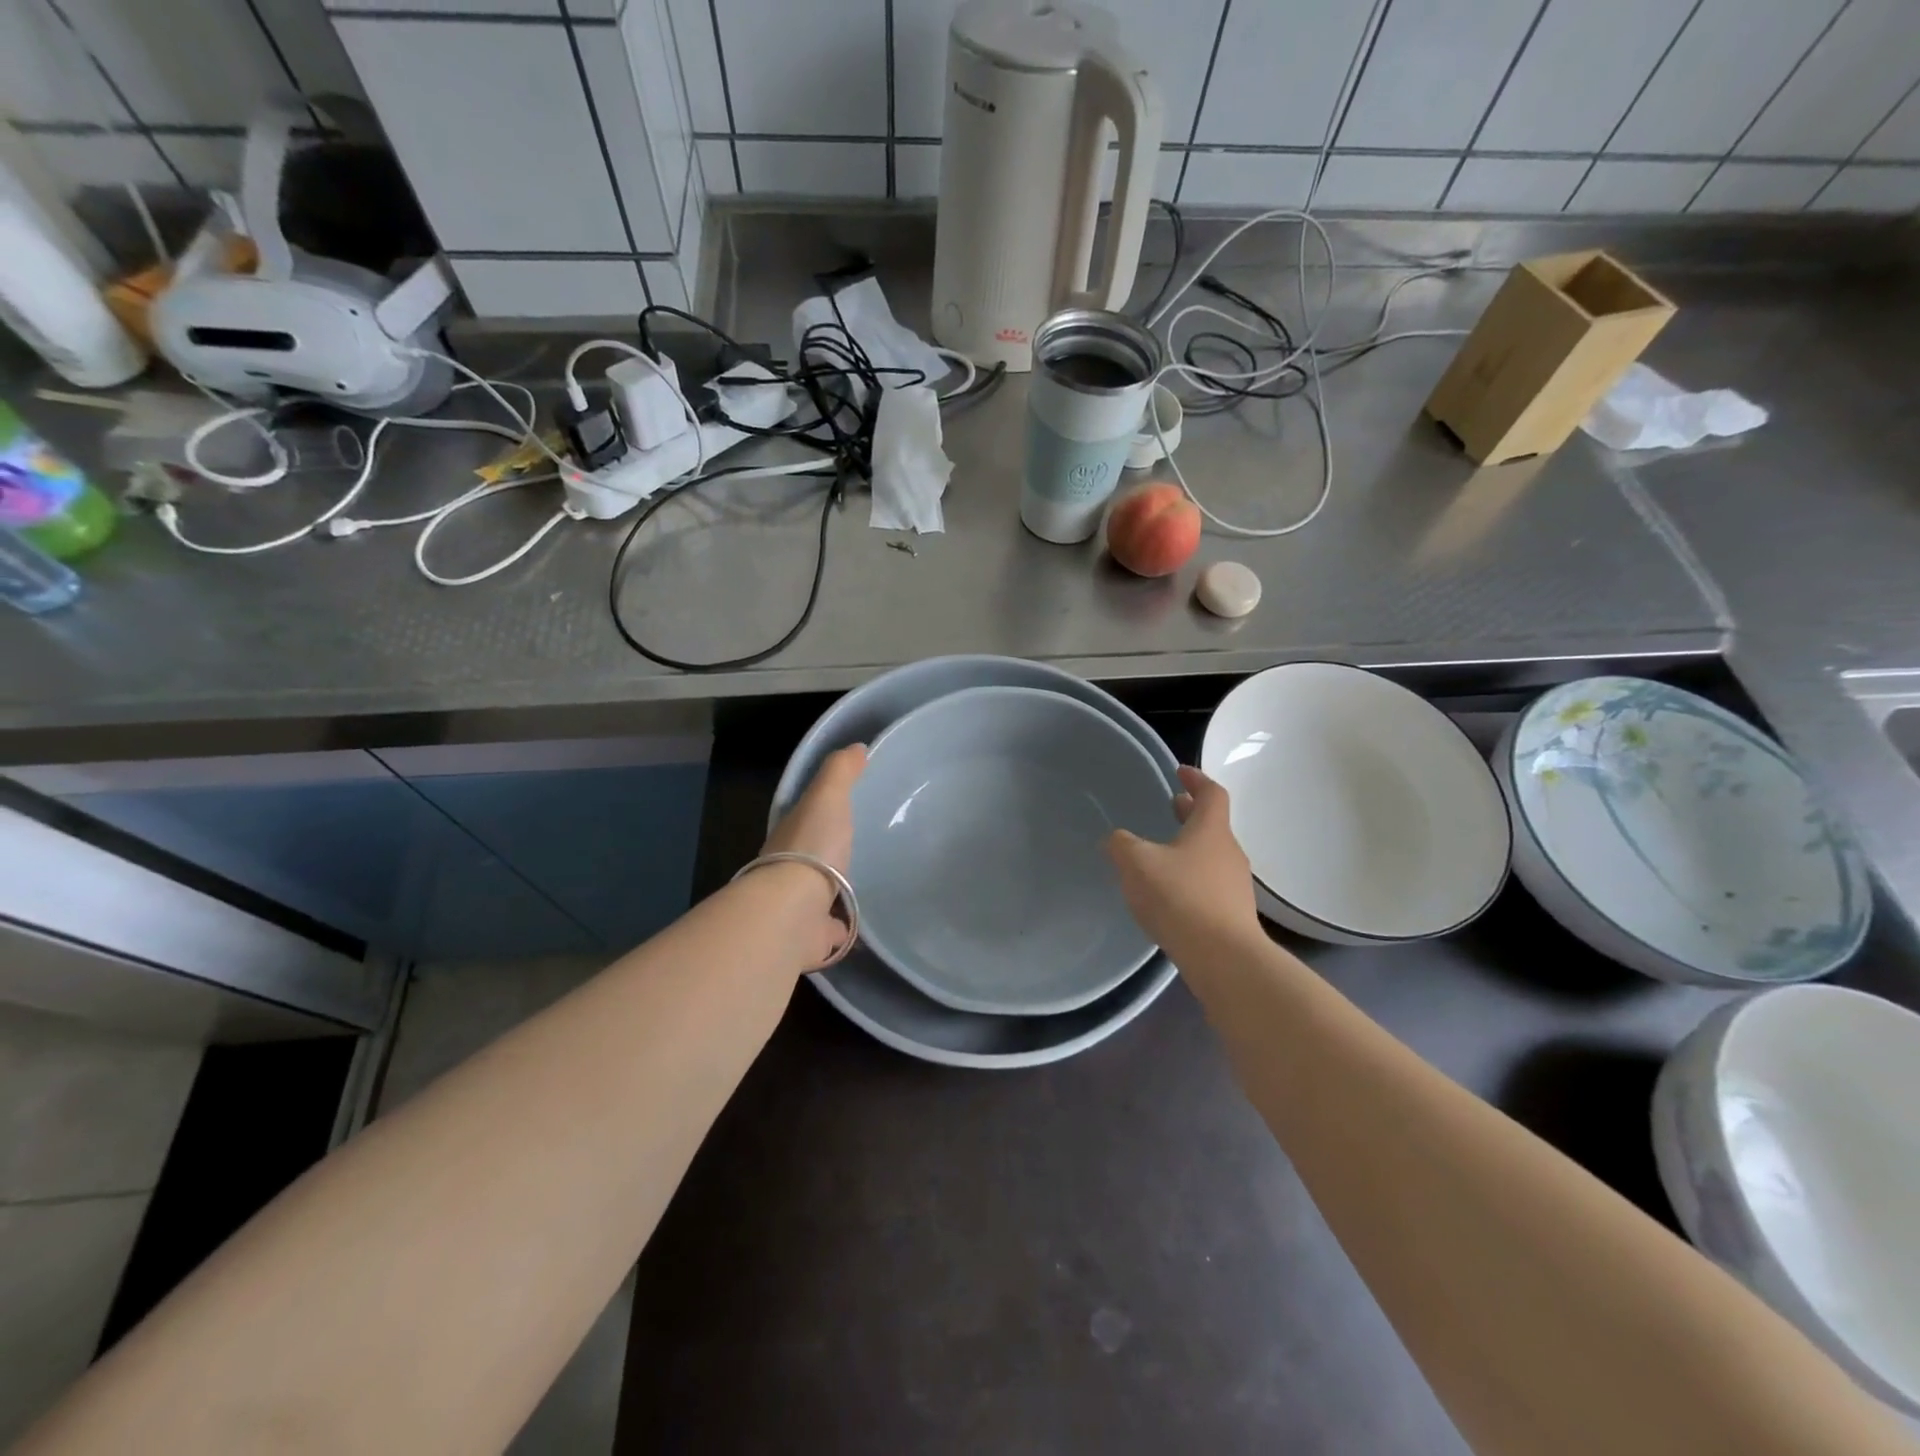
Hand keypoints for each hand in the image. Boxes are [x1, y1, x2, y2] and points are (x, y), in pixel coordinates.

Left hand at [759, 743, 865, 965]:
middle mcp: (787, 872)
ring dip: (831, 891)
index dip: (819, 814)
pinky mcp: (812, 937)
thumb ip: (840, 773)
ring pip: (816, 894)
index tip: (842, 811)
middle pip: (808, 859)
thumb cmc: (811, 847)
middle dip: (826, 855)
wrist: (793, 911)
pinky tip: (858, 924)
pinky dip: (841, 929)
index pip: (803, 820)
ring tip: (860, 886)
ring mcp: (798, 906)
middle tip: (856, 849)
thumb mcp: (827, 798)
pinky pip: (830, 930)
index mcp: (789, 837)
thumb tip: (857, 747)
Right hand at [1106, 766, 1258, 952]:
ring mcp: (1235, 885)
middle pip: (1212, 824)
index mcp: (1211, 830)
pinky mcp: (1232, 914)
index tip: (1180, 772)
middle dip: (1190, 814)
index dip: (1196, 779)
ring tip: (1162, 854)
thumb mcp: (1137, 863)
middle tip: (1170, 807)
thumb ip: (1121, 845)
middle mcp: (1229, 852)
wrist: (1222, 958)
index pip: (1212, 793)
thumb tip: (1115, 839)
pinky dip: (1191, 877)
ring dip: (1189, 847)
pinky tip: (1169, 893)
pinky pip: (1209, 884)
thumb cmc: (1180, 898)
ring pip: (1210, 855)